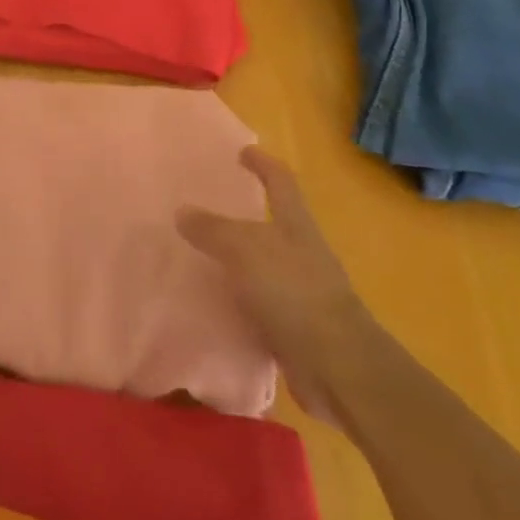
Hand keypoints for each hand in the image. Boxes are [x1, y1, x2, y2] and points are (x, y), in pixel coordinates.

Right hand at [178, 147, 378, 425]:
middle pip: (274, 223)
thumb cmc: (294, 293)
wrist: (338, 368)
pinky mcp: (296, 328)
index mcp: (296, 225)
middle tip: (207, 207)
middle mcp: (302, 253)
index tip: (242, 152)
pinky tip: (213, 303)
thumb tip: (182, 211)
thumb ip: (212, 229)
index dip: (263, 163)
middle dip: (244, 214)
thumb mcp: (245, 250)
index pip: (280, 181)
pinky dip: (239, 300)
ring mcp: (302, 292)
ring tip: (200, 256)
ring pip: (264, 265)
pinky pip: (260, 304)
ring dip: (238, 260)